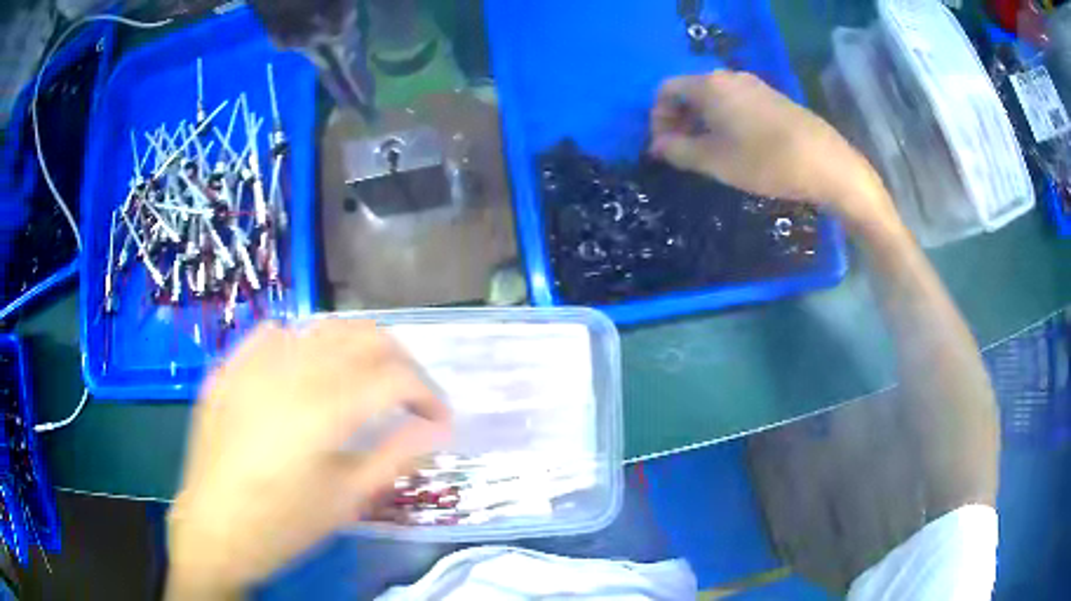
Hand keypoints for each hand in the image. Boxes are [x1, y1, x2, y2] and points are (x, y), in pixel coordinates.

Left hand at [166, 320, 450, 598]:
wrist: (213, 529)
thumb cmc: (283, 525)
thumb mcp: (347, 501)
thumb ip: (396, 457)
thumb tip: (438, 429)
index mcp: (324, 410)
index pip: (395, 378)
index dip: (428, 393)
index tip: (439, 417)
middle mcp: (291, 371)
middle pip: (364, 337)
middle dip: (400, 359)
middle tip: (409, 392)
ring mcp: (254, 362)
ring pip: (321, 327)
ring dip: (355, 347)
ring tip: (364, 378)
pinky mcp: (230, 367)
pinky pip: (273, 334)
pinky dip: (302, 343)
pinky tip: (305, 369)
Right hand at [650, 70, 899, 231]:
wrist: (827, 164)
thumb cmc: (765, 162)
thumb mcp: (715, 162)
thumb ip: (679, 151)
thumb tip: (657, 145)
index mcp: (709, 86)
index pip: (667, 90)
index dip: (658, 118)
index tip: (664, 148)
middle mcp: (730, 77)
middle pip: (691, 91)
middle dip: (680, 120)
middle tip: (684, 153)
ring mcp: (755, 85)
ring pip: (715, 98)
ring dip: (703, 122)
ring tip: (710, 154)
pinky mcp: (774, 98)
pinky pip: (737, 103)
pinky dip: (726, 121)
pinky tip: (739, 147)